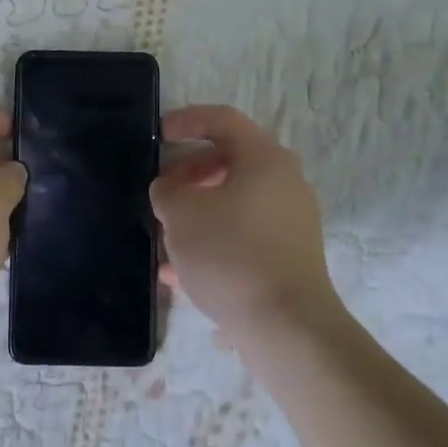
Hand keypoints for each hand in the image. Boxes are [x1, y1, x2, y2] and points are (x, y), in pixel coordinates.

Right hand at [152, 105, 342, 345]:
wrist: (286, 326)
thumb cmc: (230, 254)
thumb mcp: (181, 214)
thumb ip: (167, 191)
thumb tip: (171, 190)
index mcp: (265, 158)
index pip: (223, 120)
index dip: (186, 120)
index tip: (157, 136)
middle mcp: (285, 182)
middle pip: (230, 162)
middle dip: (188, 175)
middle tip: (162, 193)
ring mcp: (291, 221)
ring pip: (234, 203)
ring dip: (197, 213)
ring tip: (164, 238)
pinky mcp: (289, 256)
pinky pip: (243, 236)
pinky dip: (213, 243)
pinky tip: (178, 273)